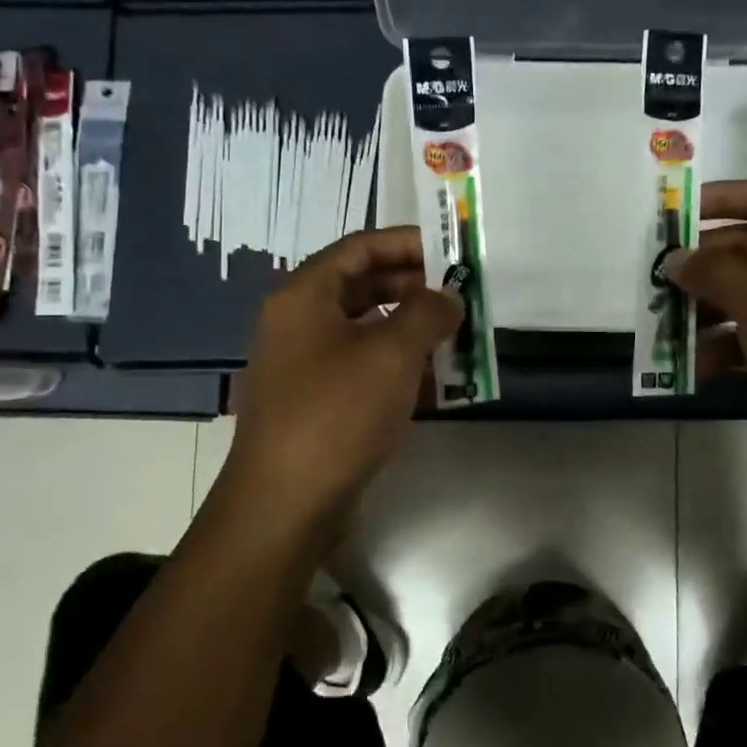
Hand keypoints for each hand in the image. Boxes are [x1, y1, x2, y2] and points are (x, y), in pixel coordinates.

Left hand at [222, 227, 460, 540]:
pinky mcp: (317, 403)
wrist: (285, 505)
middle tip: (461, 297)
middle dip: (415, 288)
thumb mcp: (391, 354)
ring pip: (366, 330)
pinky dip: (397, 367)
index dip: (407, 242)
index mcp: (304, 296)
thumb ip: (427, 312)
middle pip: (362, 286)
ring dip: (411, 330)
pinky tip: (436, 383)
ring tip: (457, 337)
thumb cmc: (336, 414)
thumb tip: (448, 296)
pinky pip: (362, 368)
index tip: (453, 250)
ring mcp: (305, 365)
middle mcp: (298, 323)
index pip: (360, 247)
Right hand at [666, 180, 746, 494]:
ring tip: (666, 330)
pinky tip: (696, 369)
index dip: (721, 199)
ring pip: (745, 300)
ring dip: (705, 312)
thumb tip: (675, 258)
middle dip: (701, 267)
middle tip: (654, 282)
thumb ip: (713, 274)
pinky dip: (724, 349)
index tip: (674, 215)